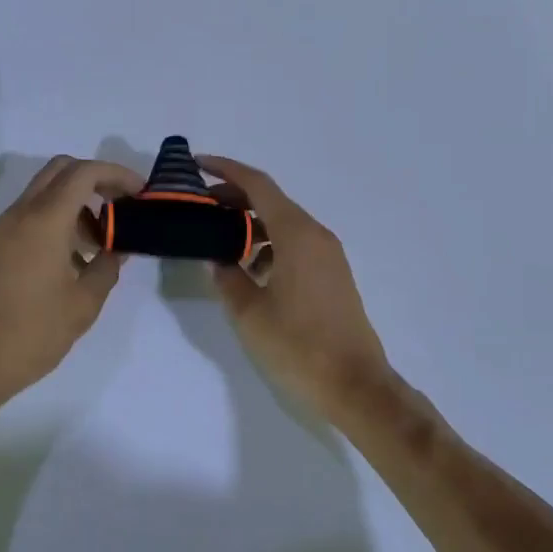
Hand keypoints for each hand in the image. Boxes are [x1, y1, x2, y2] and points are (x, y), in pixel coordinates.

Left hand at [0, 156, 142, 412]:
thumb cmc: (33, 331)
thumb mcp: (84, 302)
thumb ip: (108, 266)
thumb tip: (118, 249)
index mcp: (46, 219)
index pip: (85, 172)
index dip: (117, 174)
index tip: (141, 193)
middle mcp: (22, 212)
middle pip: (62, 170)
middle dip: (96, 178)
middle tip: (122, 204)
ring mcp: (5, 228)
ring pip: (46, 191)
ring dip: (77, 200)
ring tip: (103, 240)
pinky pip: (32, 214)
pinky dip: (58, 218)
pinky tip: (75, 257)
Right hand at [199, 155, 394, 414]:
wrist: (356, 387)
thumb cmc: (298, 347)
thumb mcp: (250, 313)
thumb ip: (228, 277)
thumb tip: (218, 257)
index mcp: (296, 233)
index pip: (257, 184)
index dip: (225, 170)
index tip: (196, 164)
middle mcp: (316, 234)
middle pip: (270, 200)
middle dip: (233, 197)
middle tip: (200, 208)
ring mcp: (328, 254)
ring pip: (283, 223)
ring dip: (250, 223)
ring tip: (218, 240)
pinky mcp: (332, 274)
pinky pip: (295, 243)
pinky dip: (269, 244)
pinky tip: (249, 270)